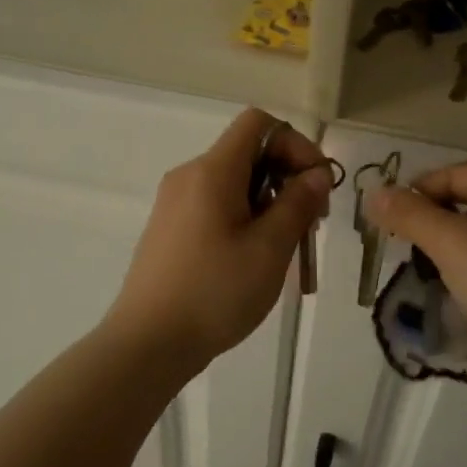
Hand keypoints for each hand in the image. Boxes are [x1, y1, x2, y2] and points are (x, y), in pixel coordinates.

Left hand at [106, 109, 330, 366]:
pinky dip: (244, 218)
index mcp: (212, 171)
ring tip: (286, 247)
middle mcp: (189, 176)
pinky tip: (254, 258)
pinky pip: (215, 206)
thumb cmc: (215, 292)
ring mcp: (174, 203)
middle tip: (310, 223)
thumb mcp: (269, 248)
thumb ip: (298, 203)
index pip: (258, 123)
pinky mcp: (170, 229)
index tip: (317, 186)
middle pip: (247, 153)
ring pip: (234, 183)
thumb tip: (317, 173)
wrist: (148, 342)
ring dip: (269, 202)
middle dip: (287, 177)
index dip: (296, 144)